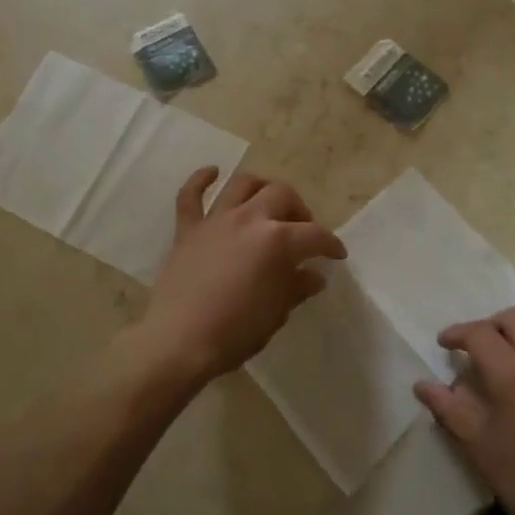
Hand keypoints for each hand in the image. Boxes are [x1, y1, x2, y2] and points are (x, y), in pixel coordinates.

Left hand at [140, 168, 345, 383]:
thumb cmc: (234, 332)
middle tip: (301, 230)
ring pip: (243, 184)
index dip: (330, 244)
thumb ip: (296, 288)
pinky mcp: (188, 229)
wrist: (178, 342)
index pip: (314, 235)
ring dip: (261, 187)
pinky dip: (201, 180)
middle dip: (299, 209)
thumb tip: (314, 275)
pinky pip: (191, 195)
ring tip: (268, 202)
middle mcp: (250, 219)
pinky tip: (213, 173)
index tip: (336, 255)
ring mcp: (217, 220)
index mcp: (277, 241)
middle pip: (282, 195)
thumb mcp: (276, 314)